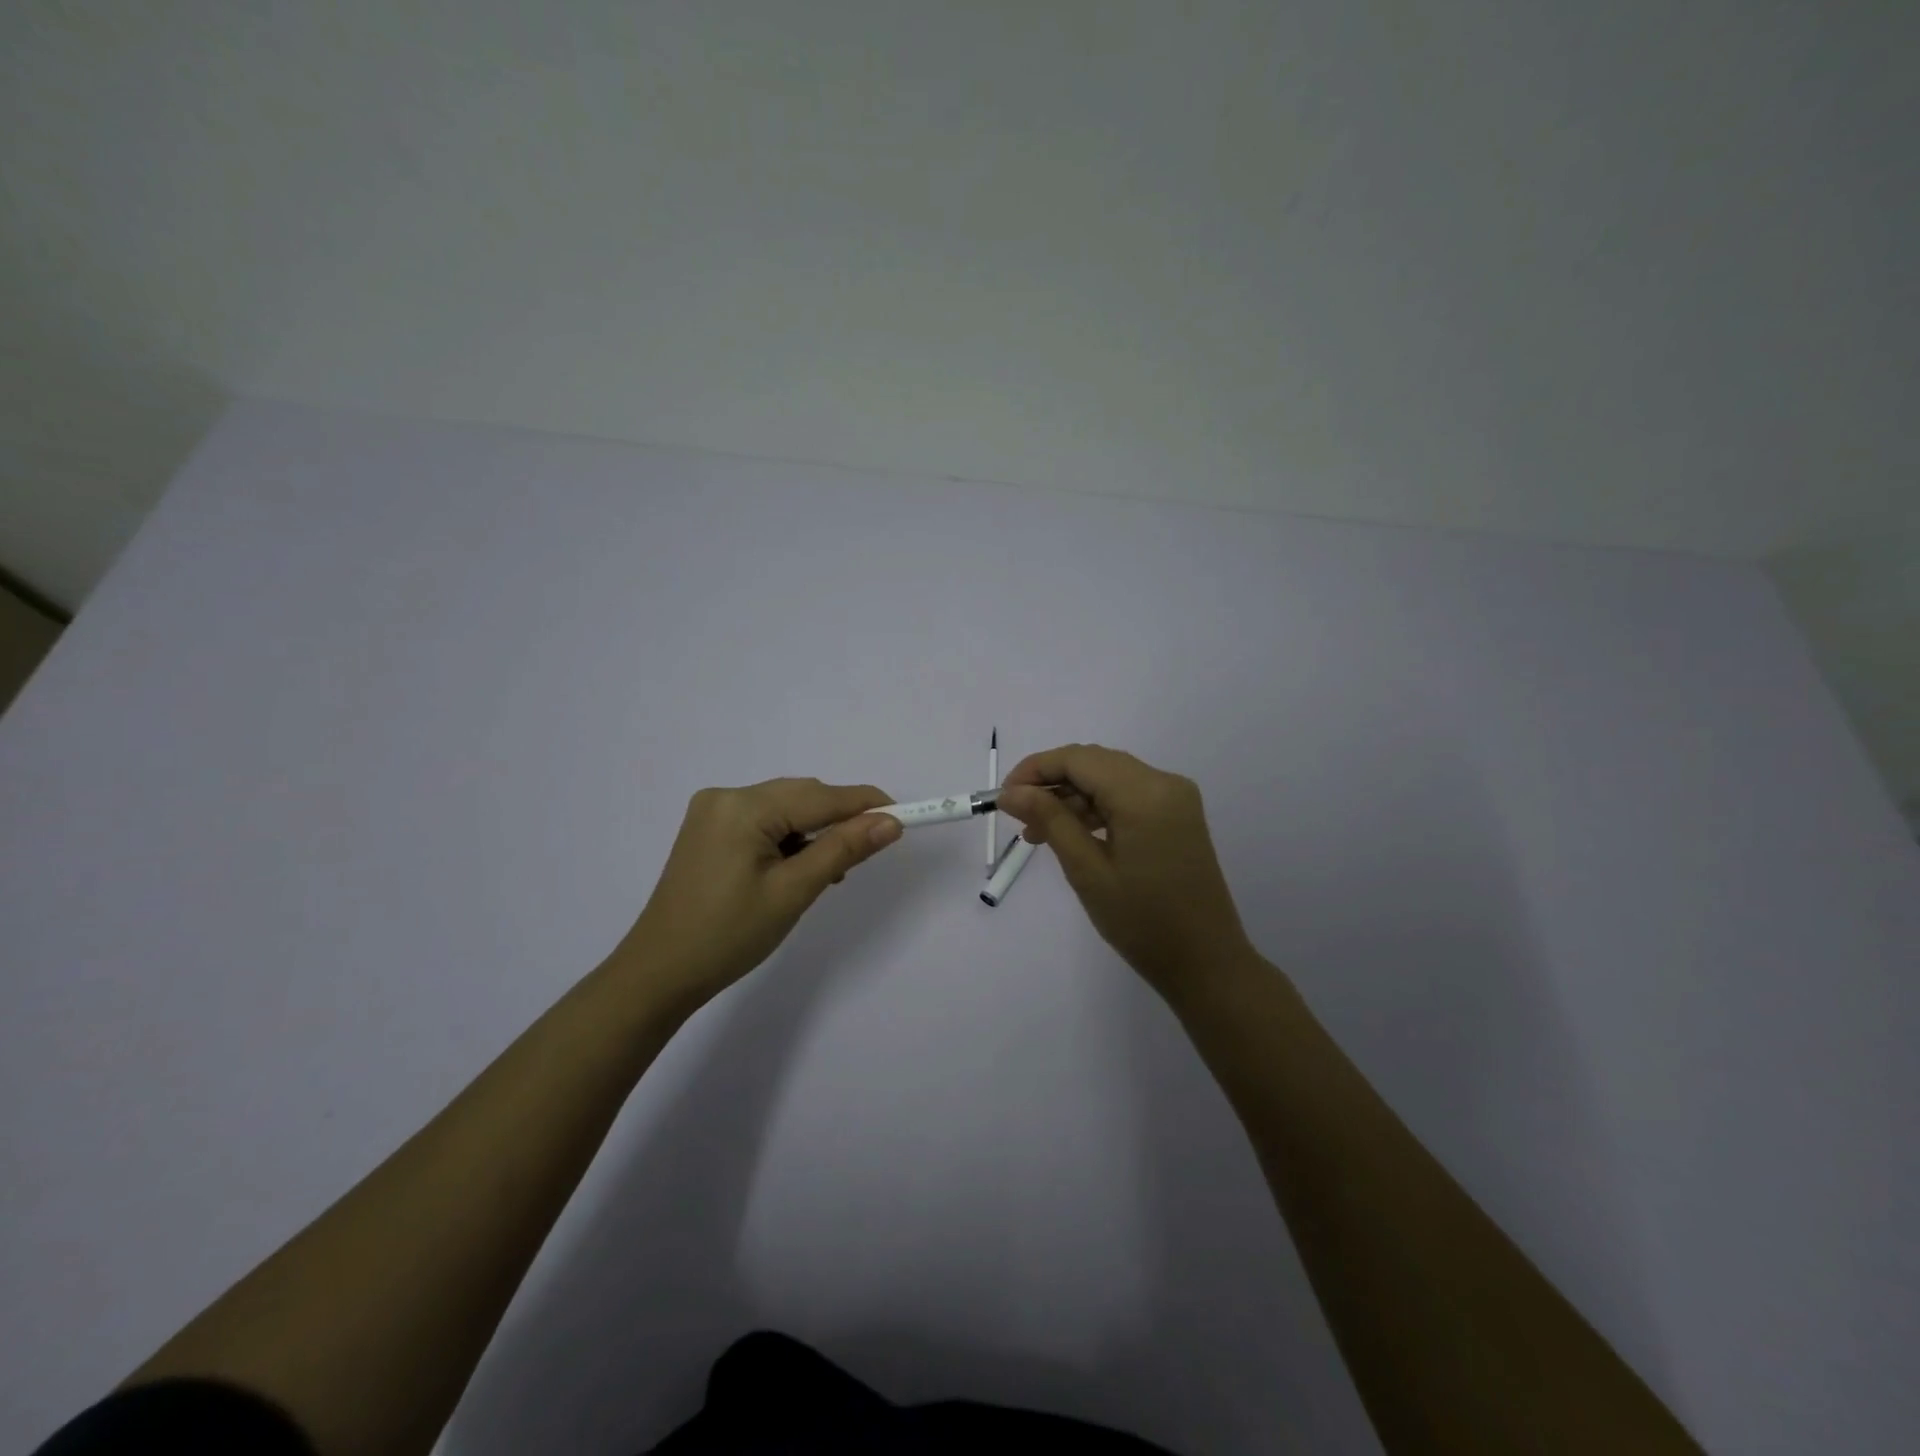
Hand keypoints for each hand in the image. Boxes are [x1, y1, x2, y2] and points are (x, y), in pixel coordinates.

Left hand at [616, 778, 902, 1015]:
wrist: (658, 974)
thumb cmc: (728, 936)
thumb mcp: (793, 892)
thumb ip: (843, 850)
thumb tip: (890, 823)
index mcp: (742, 807)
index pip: (820, 796)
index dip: (865, 804)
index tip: (904, 816)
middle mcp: (726, 797)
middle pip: (801, 796)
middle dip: (839, 819)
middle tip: (867, 852)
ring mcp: (713, 812)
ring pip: (785, 808)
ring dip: (814, 831)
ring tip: (829, 872)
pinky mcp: (709, 830)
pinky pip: (764, 821)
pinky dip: (789, 838)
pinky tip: (798, 867)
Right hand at [998, 745, 1252, 997]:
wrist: (1206, 963)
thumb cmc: (1142, 922)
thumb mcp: (1087, 870)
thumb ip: (1049, 820)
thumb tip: (1011, 792)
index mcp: (1144, 793)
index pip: (1078, 759)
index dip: (1035, 769)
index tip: (1003, 797)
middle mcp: (1164, 782)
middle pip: (1095, 763)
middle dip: (1052, 782)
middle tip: (1017, 814)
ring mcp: (1176, 798)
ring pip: (1110, 777)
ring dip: (1072, 796)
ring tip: (1038, 833)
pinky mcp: (1178, 815)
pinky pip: (1128, 795)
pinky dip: (1097, 807)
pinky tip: (1072, 833)